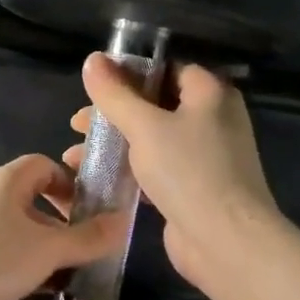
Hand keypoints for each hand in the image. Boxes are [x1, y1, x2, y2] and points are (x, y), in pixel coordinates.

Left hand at [0, 155, 127, 299]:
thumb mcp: (49, 248)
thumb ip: (88, 237)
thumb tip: (124, 220)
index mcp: (6, 182)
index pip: (43, 165)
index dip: (70, 183)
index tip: (92, 211)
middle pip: (33, 200)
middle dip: (62, 223)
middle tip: (88, 248)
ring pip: (19, 232)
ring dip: (45, 250)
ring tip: (73, 274)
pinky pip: (3, 255)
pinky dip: (23, 268)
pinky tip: (41, 292)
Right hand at [66, 56, 278, 289]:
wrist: (225, 241)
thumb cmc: (188, 171)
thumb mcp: (144, 126)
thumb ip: (115, 94)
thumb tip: (92, 59)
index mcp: (210, 94)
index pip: (167, 69)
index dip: (129, 73)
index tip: (94, 85)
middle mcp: (213, 119)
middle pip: (155, 105)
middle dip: (113, 114)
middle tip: (77, 124)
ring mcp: (205, 156)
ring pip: (152, 139)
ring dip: (114, 144)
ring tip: (74, 155)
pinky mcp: (194, 188)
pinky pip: (156, 169)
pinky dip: (128, 170)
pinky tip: (97, 178)